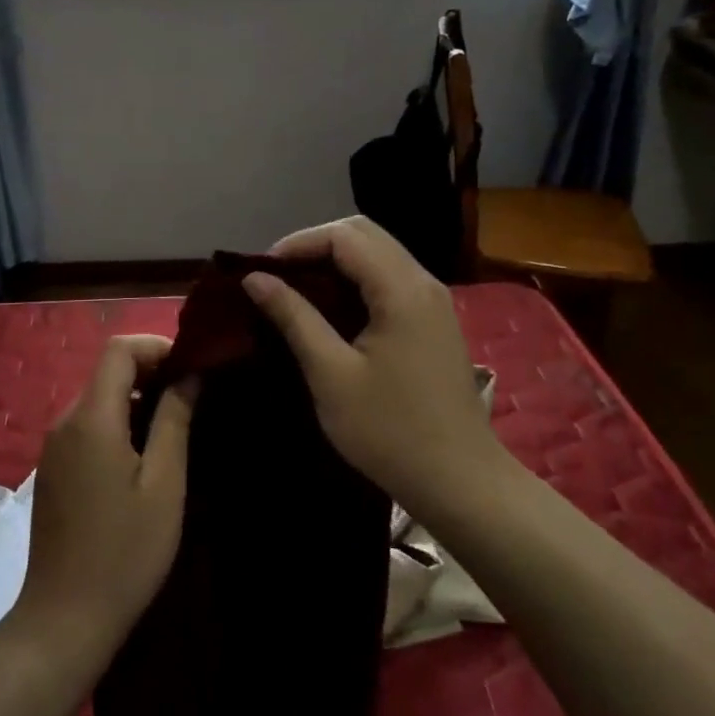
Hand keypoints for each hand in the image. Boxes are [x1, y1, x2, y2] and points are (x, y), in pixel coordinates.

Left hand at [5, 335, 194, 677]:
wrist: (65, 618)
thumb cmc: (125, 550)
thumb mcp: (164, 483)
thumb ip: (175, 420)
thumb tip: (190, 375)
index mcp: (91, 418)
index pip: (119, 350)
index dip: (157, 347)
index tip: (193, 367)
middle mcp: (65, 422)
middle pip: (107, 372)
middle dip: (151, 372)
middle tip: (194, 397)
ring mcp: (54, 447)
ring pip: (98, 399)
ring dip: (137, 399)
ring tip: (176, 426)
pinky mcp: (53, 470)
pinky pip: (87, 426)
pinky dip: (118, 423)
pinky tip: (144, 456)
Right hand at [242, 216, 505, 517]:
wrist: (460, 481)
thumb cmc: (389, 431)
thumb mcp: (331, 374)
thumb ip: (294, 317)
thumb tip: (255, 278)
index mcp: (402, 289)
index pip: (345, 235)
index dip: (298, 243)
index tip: (262, 271)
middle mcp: (423, 282)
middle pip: (365, 234)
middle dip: (316, 245)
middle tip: (277, 277)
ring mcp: (434, 301)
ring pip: (379, 253)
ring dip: (336, 261)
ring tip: (296, 290)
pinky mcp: (434, 321)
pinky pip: (390, 278)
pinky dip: (356, 279)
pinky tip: (332, 309)